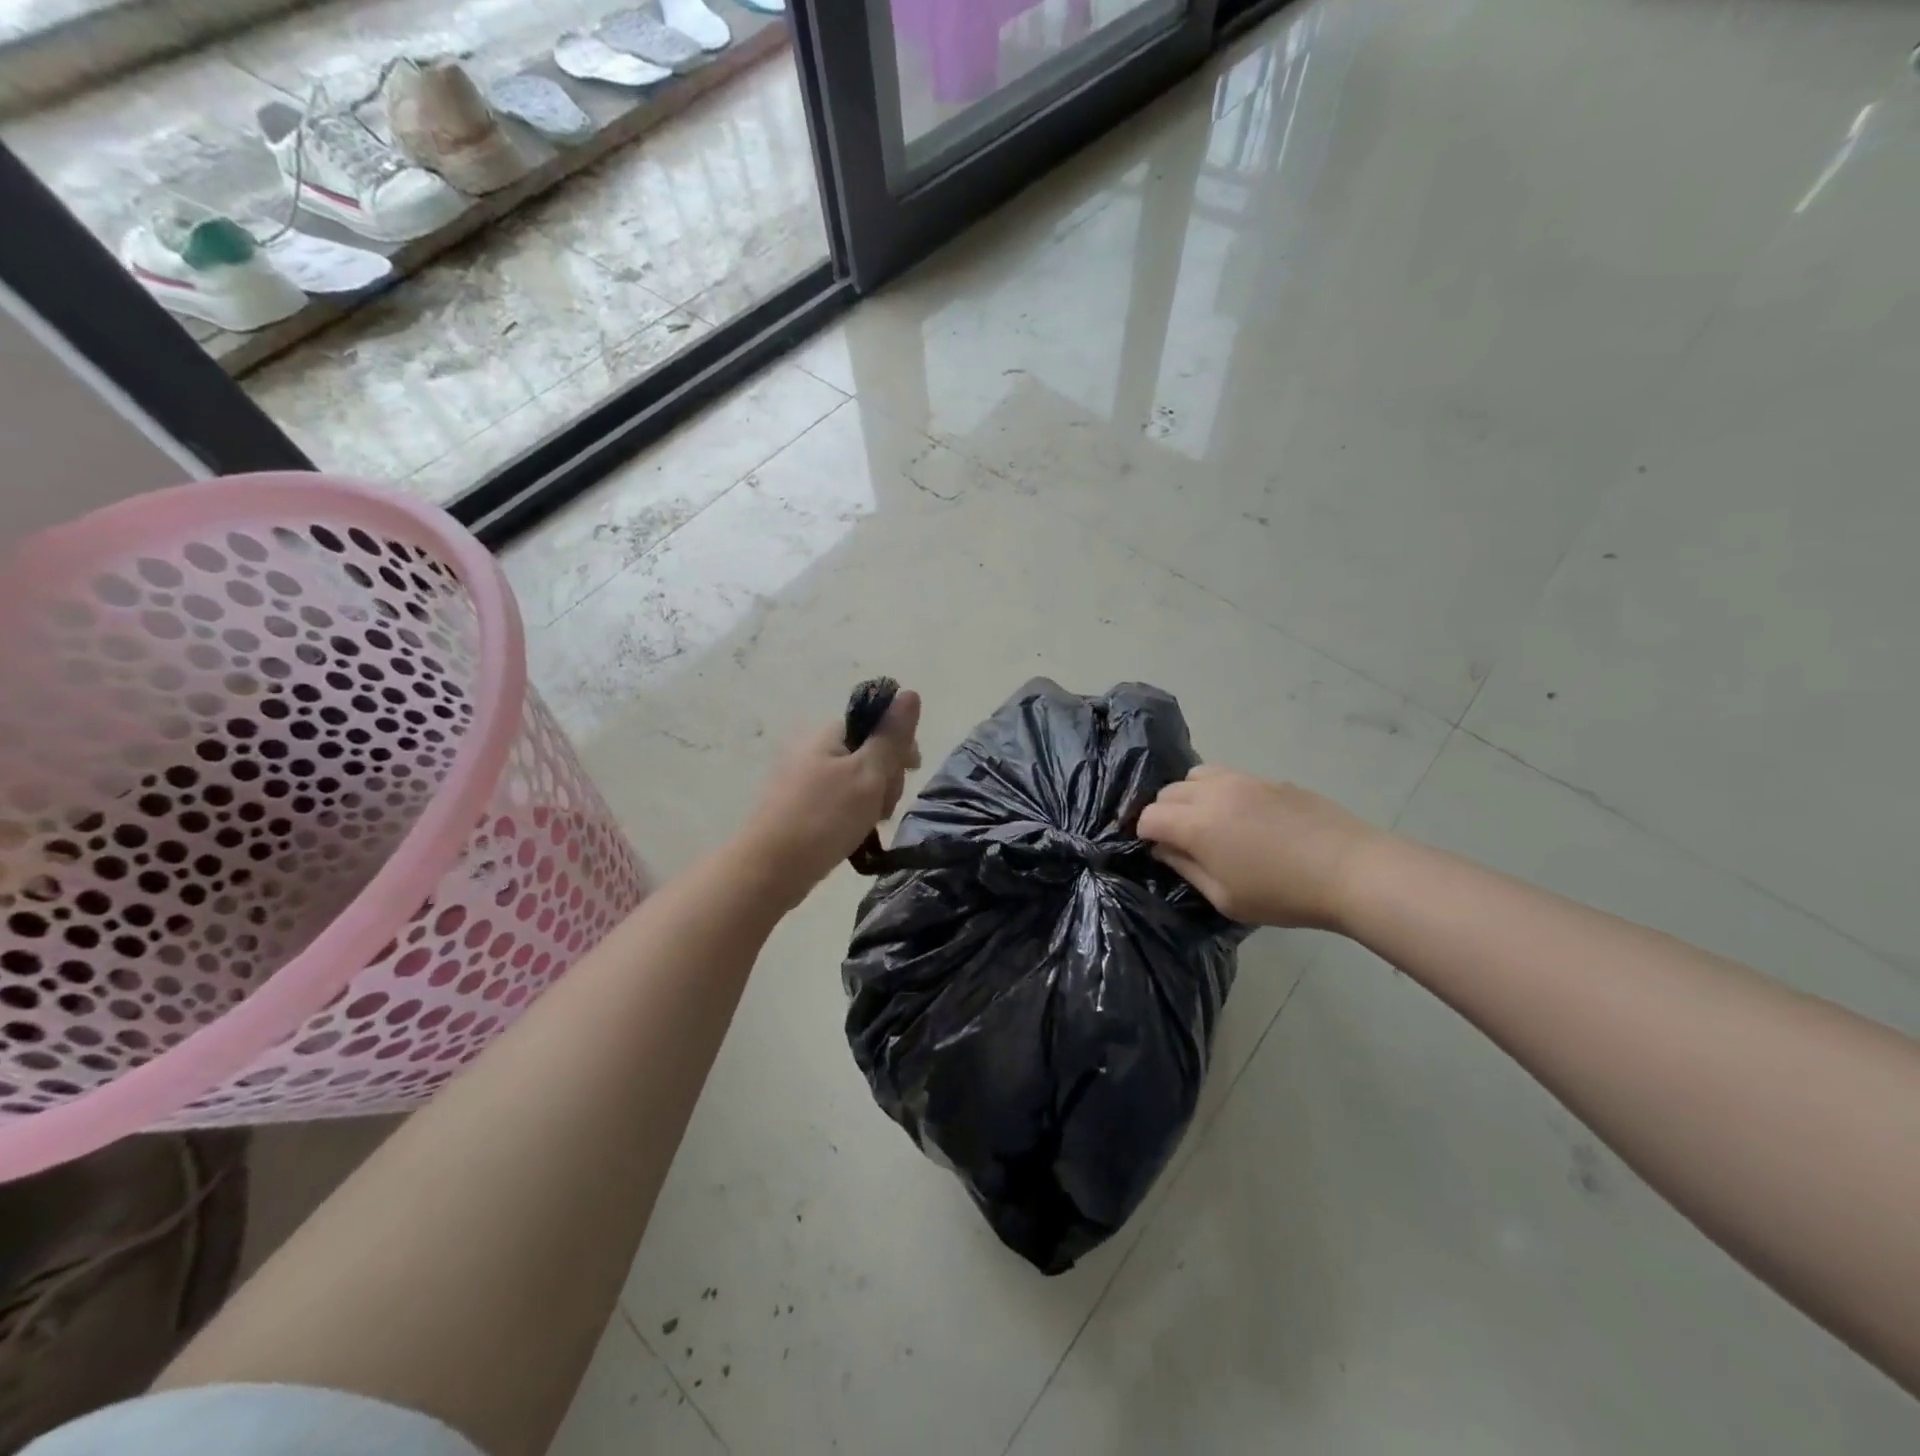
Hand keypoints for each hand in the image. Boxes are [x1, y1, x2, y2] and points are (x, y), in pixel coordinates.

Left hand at [737, 691, 922, 899]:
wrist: (769, 869)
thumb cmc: (824, 817)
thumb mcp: (869, 774)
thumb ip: (892, 736)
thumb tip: (910, 693)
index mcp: (827, 733)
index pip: (876, 724)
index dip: (899, 746)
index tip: (911, 773)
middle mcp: (811, 749)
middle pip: (867, 753)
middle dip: (886, 778)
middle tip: (883, 807)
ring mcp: (800, 779)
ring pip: (855, 781)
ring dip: (871, 800)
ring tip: (869, 826)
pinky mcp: (796, 807)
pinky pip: (836, 801)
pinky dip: (851, 815)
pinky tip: (854, 835)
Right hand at [1137, 765, 1380, 929]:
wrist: (1351, 869)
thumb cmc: (1283, 894)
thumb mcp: (1225, 898)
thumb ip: (1186, 869)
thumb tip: (1164, 849)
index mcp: (1196, 824)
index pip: (1149, 816)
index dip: (1144, 833)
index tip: (1155, 850)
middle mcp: (1213, 793)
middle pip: (1169, 791)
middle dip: (1164, 812)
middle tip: (1179, 839)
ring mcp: (1244, 780)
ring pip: (1198, 774)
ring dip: (1190, 795)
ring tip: (1207, 821)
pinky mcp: (1271, 780)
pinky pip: (1230, 777)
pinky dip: (1221, 792)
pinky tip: (1243, 818)